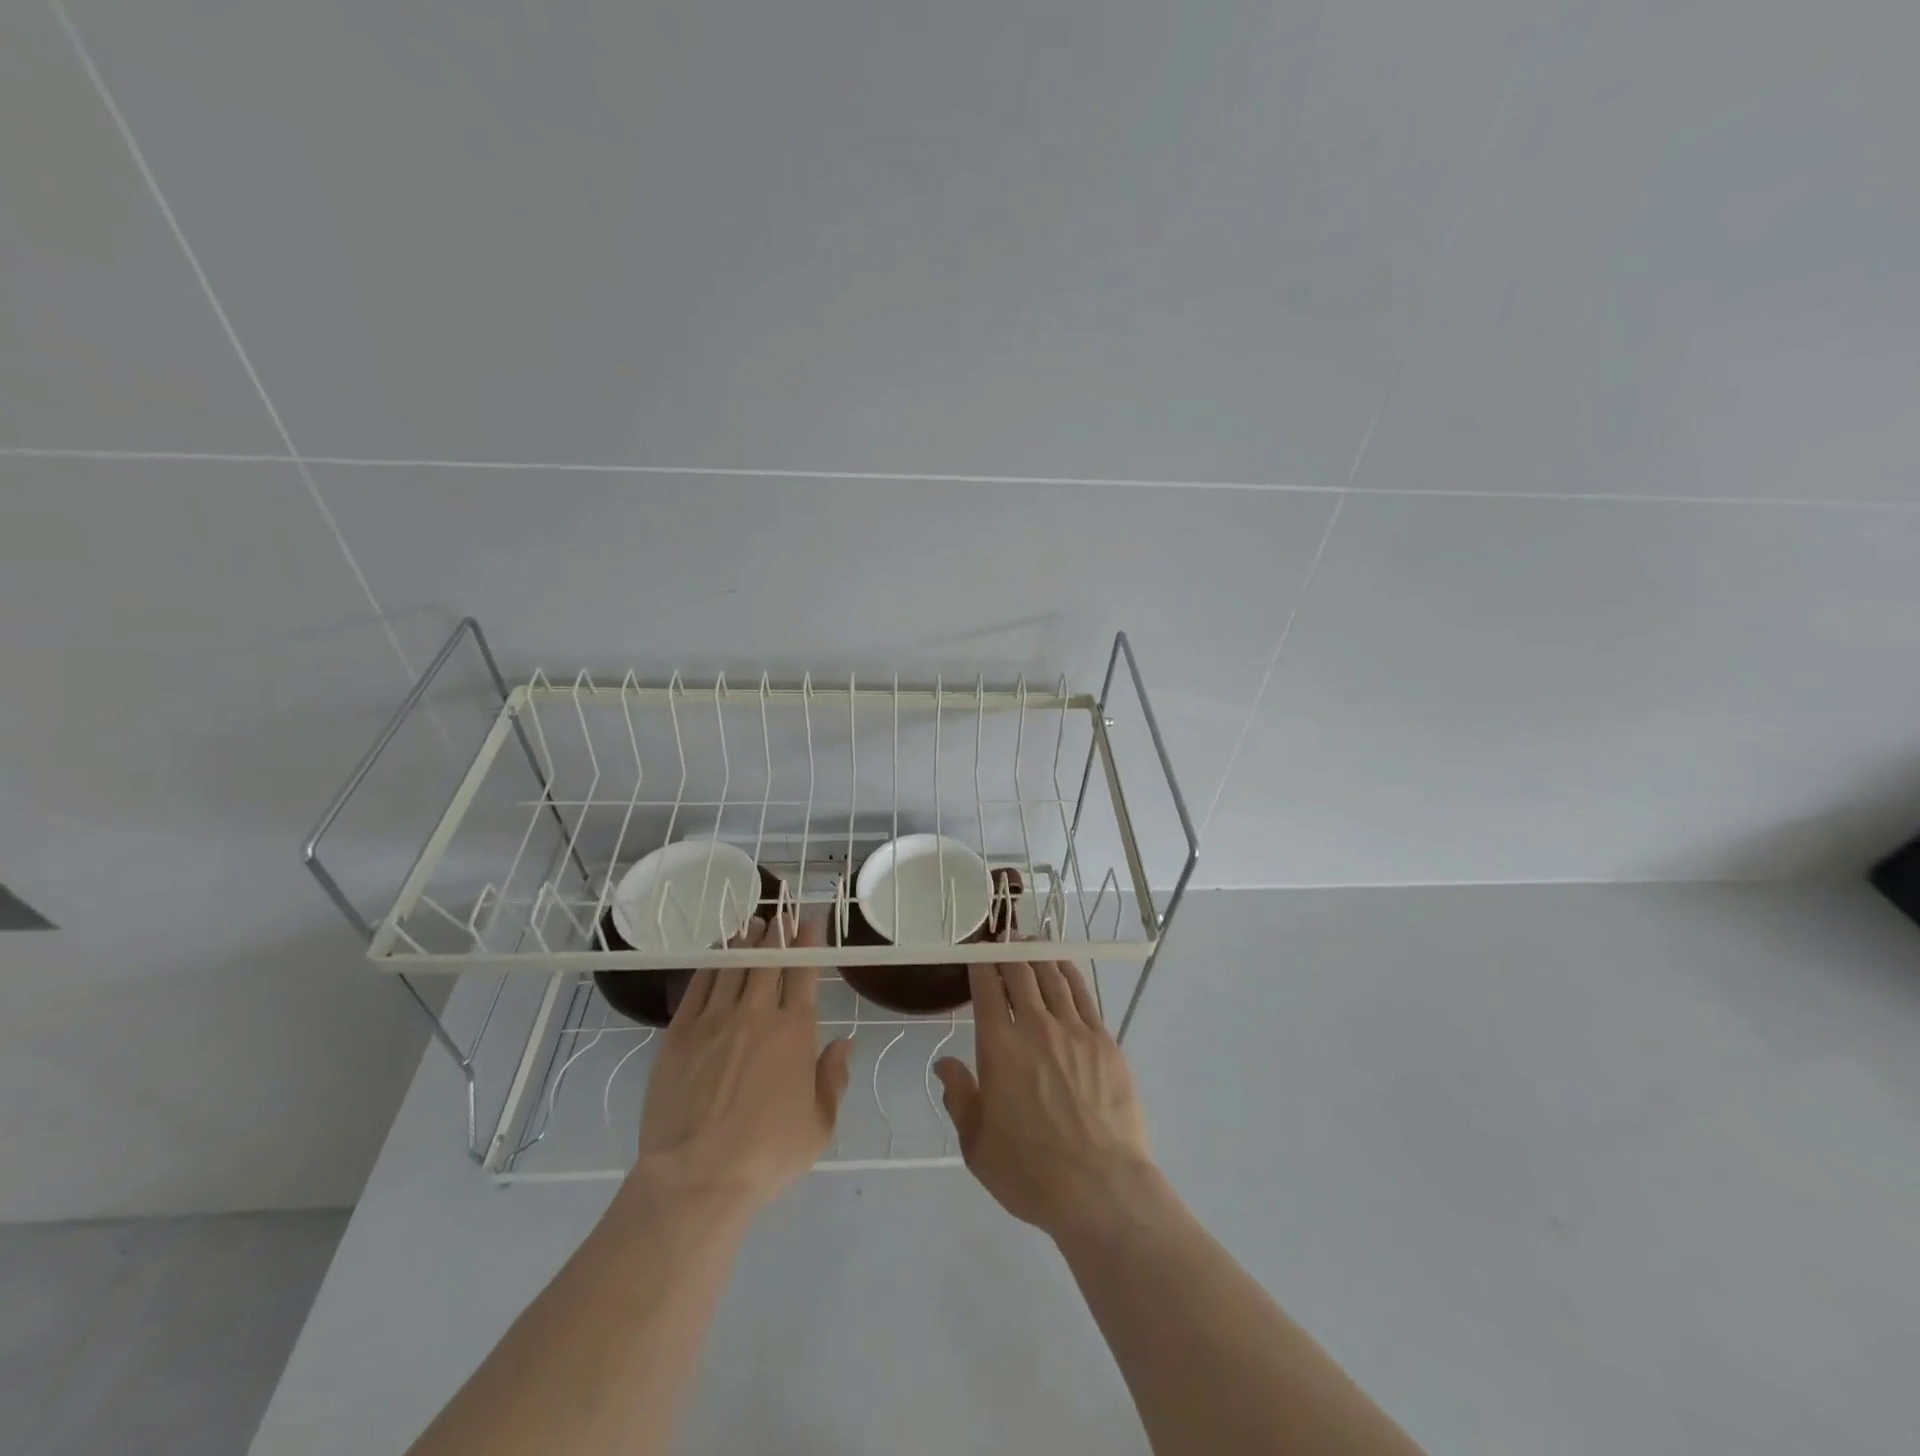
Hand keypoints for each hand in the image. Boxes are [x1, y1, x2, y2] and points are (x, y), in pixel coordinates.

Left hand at [631, 912, 852, 1212]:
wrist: (696, 1177)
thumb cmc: (766, 1154)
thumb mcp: (819, 1125)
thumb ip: (833, 1078)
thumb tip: (843, 1043)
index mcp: (794, 1031)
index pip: (803, 972)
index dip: (808, 942)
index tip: (810, 921)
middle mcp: (756, 1014)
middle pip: (767, 959)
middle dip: (777, 932)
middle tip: (782, 912)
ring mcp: (714, 1020)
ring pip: (733, 965)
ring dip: (746, 940)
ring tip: (753, 923)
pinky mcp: (679, 1033)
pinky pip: (698, 985)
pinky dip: (711, 963)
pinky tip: (716, 953)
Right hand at [934, 953, 1155, 1238]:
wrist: (1100, 1188)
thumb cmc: (1030, 1172)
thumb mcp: (977, 1144)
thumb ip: (959, 1096)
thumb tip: (945, 1062)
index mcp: (999, 1047)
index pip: (987, 989)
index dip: (980, 965)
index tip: (977, 953)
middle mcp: (1036, 1027)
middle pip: (1021, 973)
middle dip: (1008, 951)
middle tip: (1003, 940)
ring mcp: (1075, 1031)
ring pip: (1053, 976)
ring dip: (1038, 954)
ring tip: (1031, 942)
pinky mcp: (1105, 1042)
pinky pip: (1084, 995)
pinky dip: (1069, 973)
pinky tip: (1064, 966)